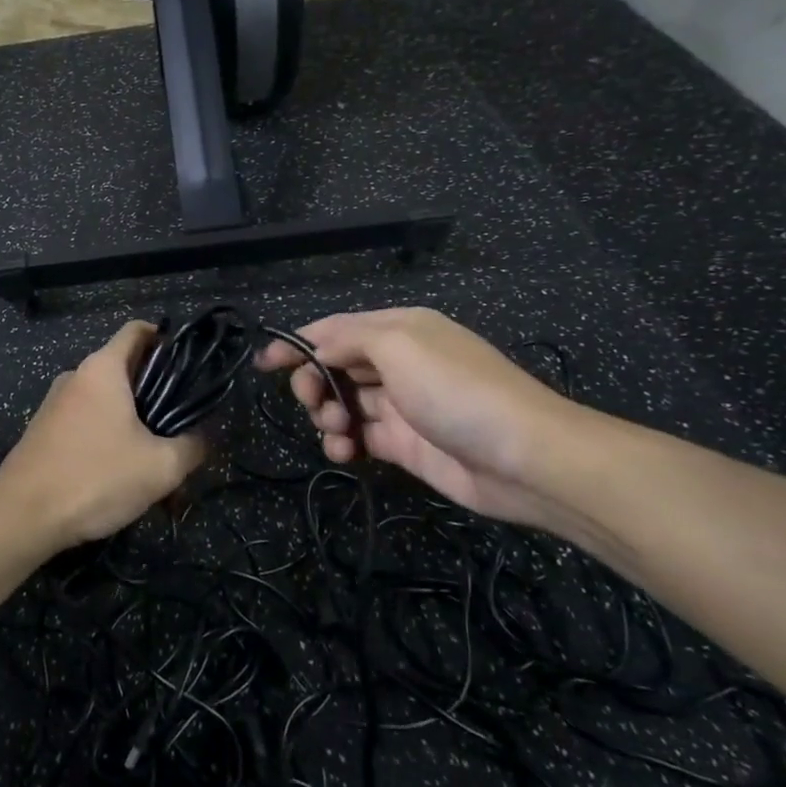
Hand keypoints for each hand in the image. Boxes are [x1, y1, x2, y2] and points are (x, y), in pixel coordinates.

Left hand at [0, 321, 207, 547]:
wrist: (21, 517)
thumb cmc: (95, 478)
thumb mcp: (160, 467)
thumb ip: (191, 447)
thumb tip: (201, 439)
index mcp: (102, 369)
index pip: (137, 331)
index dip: (166, 338)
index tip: (189, 363)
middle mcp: (76, 376)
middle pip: (124, 369)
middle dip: (155, 393)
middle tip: (181, 424)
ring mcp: (55, 404)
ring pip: (106, 402)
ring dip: (132, 423)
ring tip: (154, 459)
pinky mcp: (44, 431)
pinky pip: (86, 424)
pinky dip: (108, 439)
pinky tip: (120, 475)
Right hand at [255, 308, 587, 531]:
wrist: (522, 457)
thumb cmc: (455, 389)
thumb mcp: (399, 345)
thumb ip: (348, 338)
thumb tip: (316, 350)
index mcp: (399, 329)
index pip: (335, 329)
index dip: (297, 343)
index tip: (263, 364)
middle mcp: (398, 362)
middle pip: (334, 366)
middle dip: (313, 382)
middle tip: (313, 402)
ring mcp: (401, 405)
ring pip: (343, 403)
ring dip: (327, 416)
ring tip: (337, 431)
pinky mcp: (404, 445)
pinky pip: (359, 437)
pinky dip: (343, 443)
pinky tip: (344, 452)